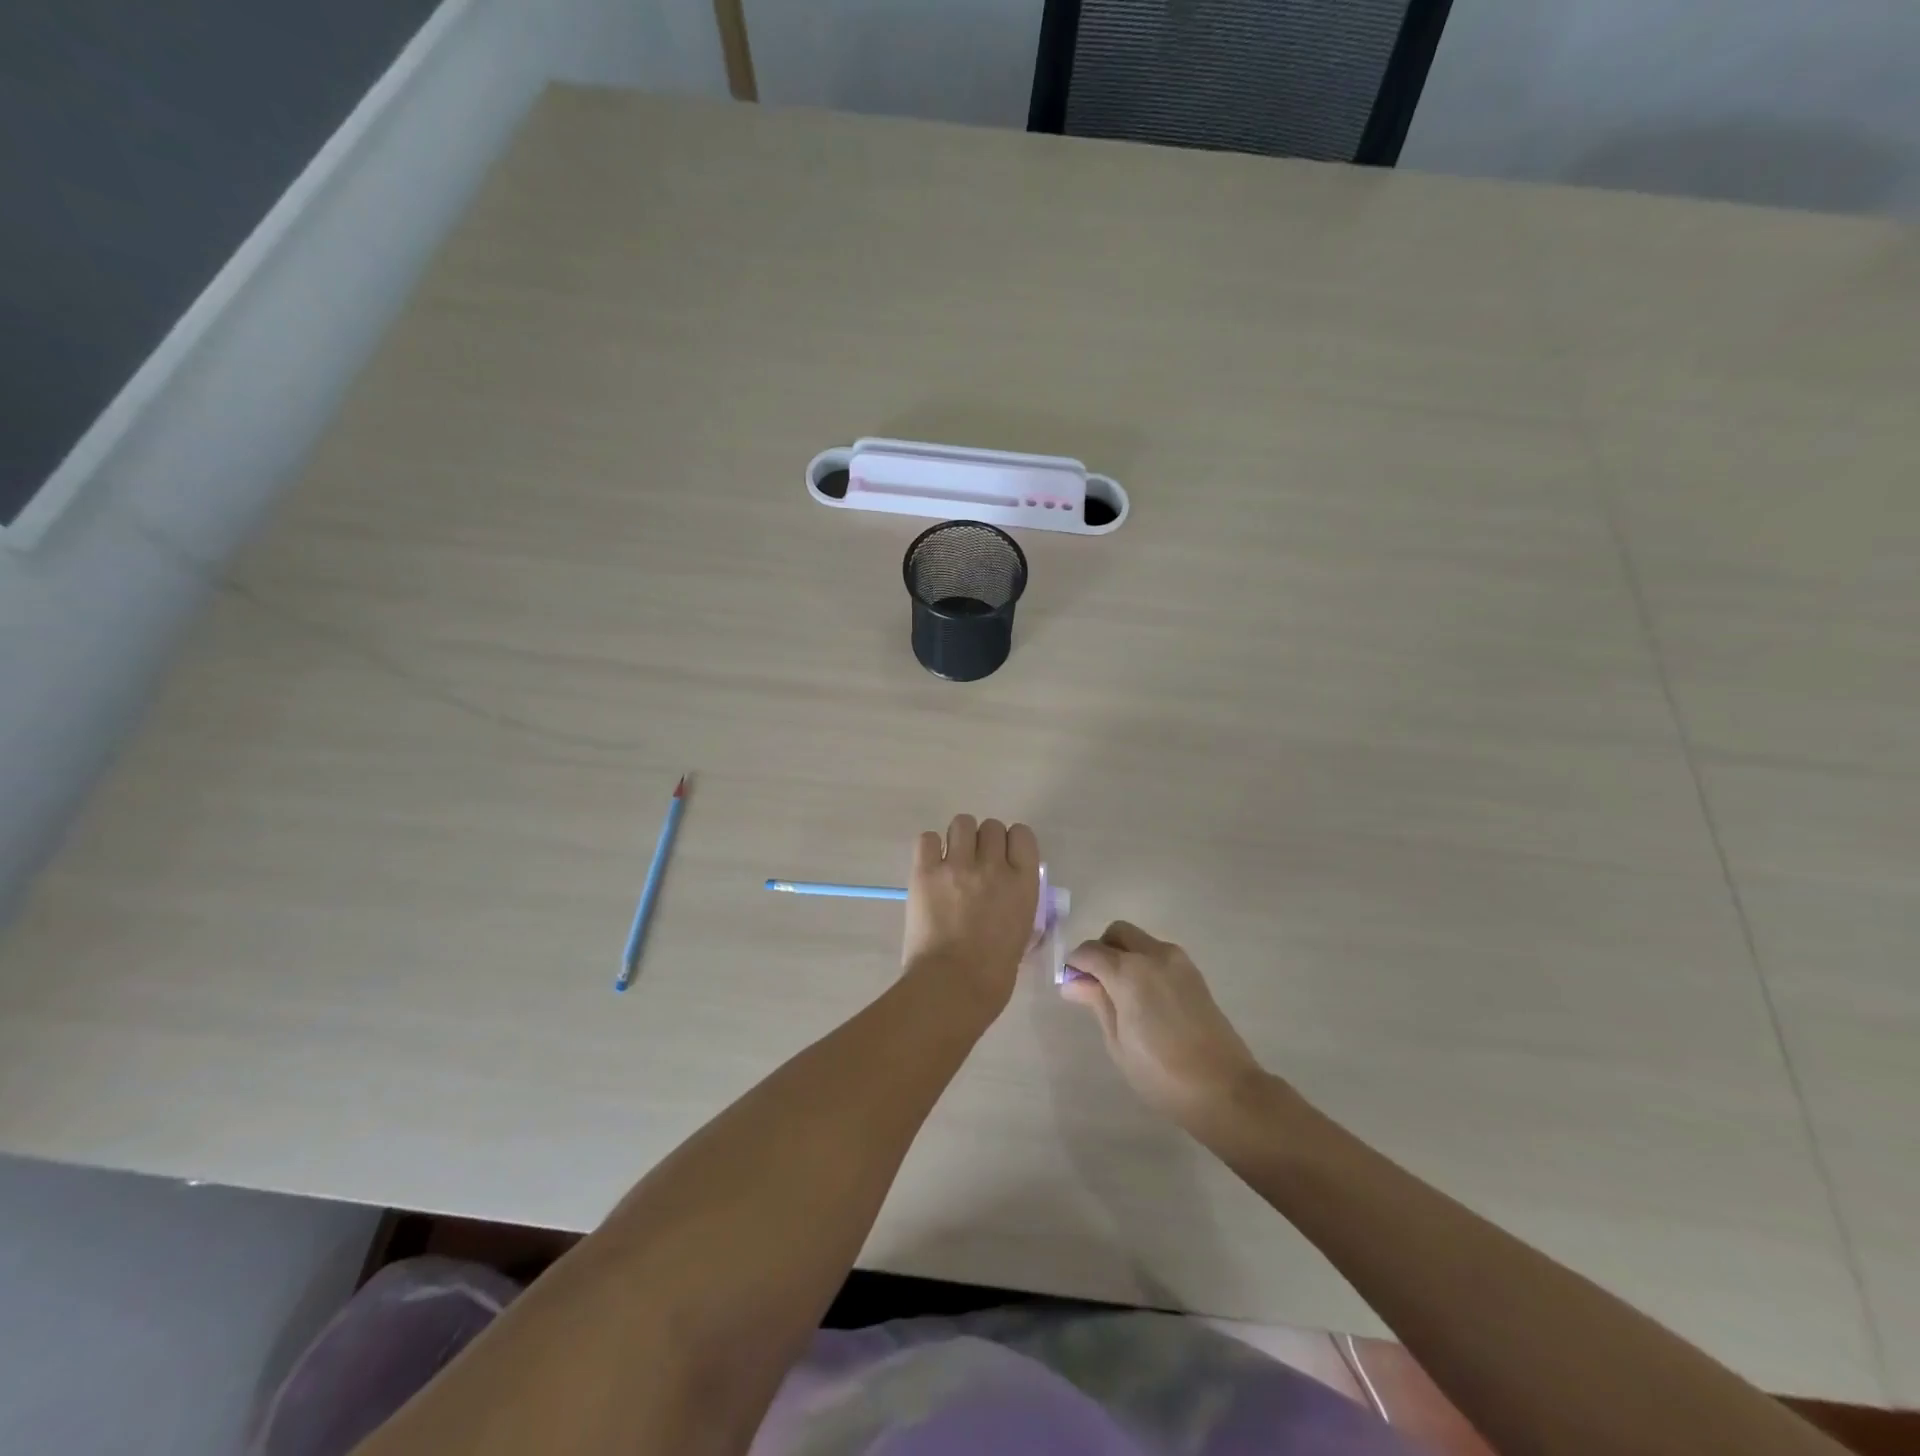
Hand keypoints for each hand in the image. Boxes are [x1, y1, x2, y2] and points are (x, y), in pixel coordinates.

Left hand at [902, 815, 1041, 1021]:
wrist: (953, 986)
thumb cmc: (994, 973)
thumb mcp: (1022, 933)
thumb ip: (1017, 903)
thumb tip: (1008, 895)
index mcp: (1023, 883)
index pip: (1022, 835)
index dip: (1011, 842)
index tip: (1003, 857)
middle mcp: (993, 866)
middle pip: (991, 827)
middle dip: (983, 842)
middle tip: (974, 864)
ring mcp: (957, 866)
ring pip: (961, 823)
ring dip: (958, 839)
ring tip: (951, 861)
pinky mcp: (925, 872)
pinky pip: (927, 839)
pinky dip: (929, 849)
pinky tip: (930, 867)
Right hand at [1060, 922, 1266, 1126]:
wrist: (1224, 1088)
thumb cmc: (1160, 1073)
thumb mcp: (1118, 1041)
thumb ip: (1097, 1002)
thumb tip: (1073, 982)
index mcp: (1129, 971)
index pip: (1090, 951)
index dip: (1075, 964)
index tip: (1071, 985)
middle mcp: (1153, 955)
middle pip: (1117, 933)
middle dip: (1101, 950)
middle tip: (1096, 984)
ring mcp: (1178, 961)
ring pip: (1140, 940)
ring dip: (1124, 955)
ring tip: (1121, 994)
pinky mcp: (1194, 973)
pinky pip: (1159, 954)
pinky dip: (1144, 963)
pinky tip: (1145, 998)